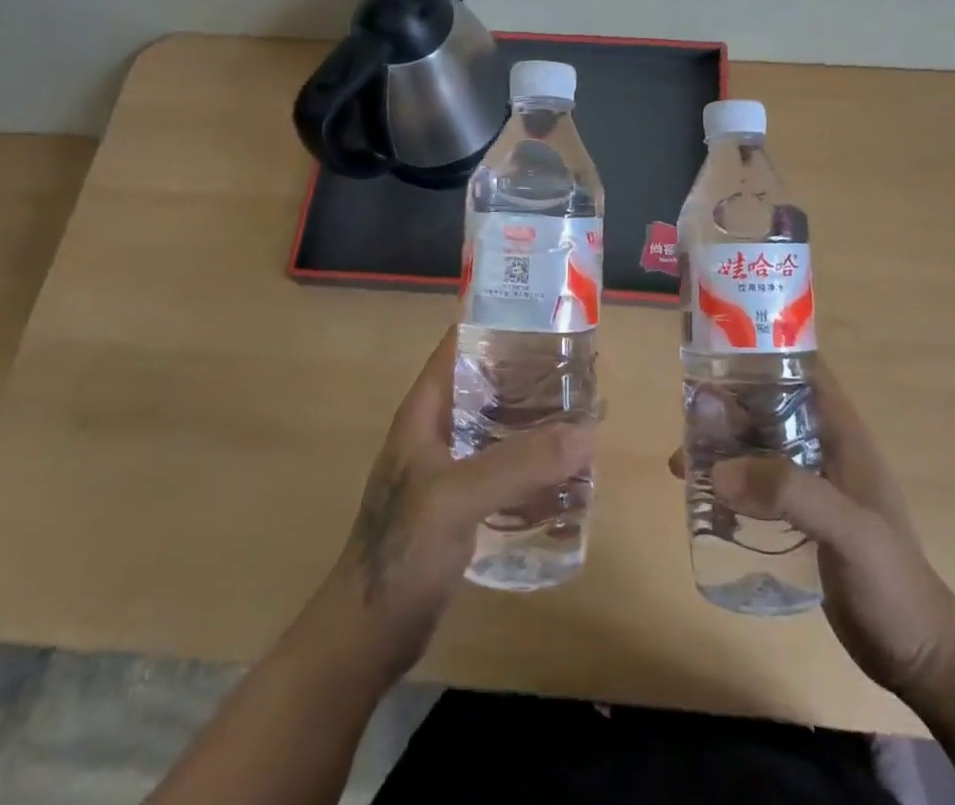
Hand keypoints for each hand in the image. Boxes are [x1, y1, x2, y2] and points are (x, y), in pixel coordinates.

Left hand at [325, 323, 593, 680]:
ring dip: (536, 420)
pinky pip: (503, 468)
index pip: (462, 345)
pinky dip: (532, 463)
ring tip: (583, 414)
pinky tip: (565, 471)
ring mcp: (449, 468)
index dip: (501, 325)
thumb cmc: (401, 552)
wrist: (366, 636)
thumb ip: (520, 463)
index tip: (550, 319)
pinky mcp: (462, 505)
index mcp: (426, 410)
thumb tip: (588, 432)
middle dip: (531, 375)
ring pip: (499, 426)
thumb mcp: (457, 497)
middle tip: (582, 370)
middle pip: (488, 383)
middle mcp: (438, 429)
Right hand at [670, 360, 954, 702]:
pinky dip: (730, 487)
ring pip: (758, 448)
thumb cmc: (894, 585)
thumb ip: (791, 494)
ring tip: (683, 465)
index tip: (717, 354)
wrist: (919, 659)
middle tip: (687, 418)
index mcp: (843, 435)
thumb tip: (718, 470)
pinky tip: (704, 503)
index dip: (764, 354)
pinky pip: (757, 487)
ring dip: (722, 449)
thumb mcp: (850, 532)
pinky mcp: (800, 521)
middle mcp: (824, 450)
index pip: (803, 371)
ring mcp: (812, 486)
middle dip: (728, 406)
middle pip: (769, 408)